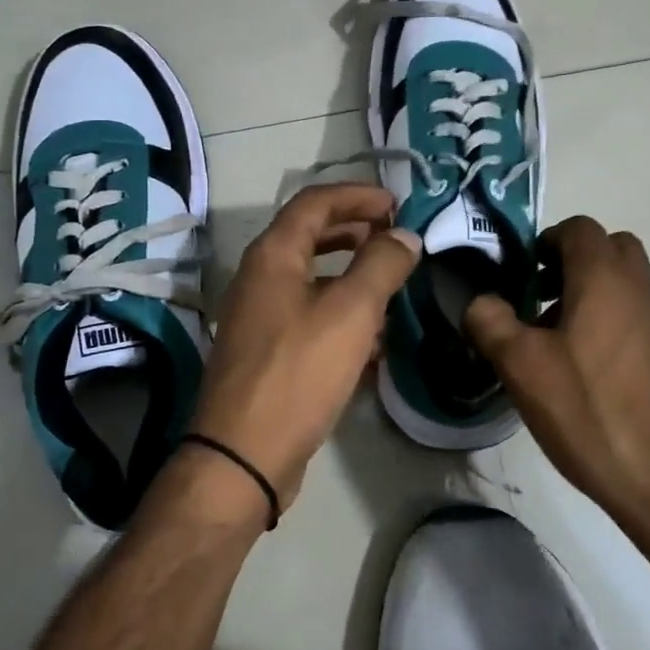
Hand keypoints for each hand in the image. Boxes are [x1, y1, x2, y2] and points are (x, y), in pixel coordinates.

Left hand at [183, 184, 421, 517]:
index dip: (357, 196)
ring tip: (390, 285)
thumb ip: (381, 265)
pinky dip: (340, 313)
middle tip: (395, 238)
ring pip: (312, 279)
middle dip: (355, 231)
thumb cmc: (299, 372)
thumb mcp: (351, 312)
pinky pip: (309, 316)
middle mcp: (259, 278)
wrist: (244, 454)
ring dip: (351, 274)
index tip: (397, 205)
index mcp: (273, 256)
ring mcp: (259, 317)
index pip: (314, 202)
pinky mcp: (267, 352)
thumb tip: (404, 235)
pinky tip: (371, 338)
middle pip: (310, 236)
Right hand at [464, 217, 649, 524]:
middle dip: (569, 261)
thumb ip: (490, 321)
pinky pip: (629, 314)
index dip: (544, 241)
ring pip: (620, 282)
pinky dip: (603, 320)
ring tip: (548, 336)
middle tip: (537, 295)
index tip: (519, 274)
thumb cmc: (588, 410)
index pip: (578, 228)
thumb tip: (480, 301)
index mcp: (604, 278)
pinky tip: (576, 368)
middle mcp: (636, 288)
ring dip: (585, 291)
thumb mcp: (521, 365)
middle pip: (607, 248)